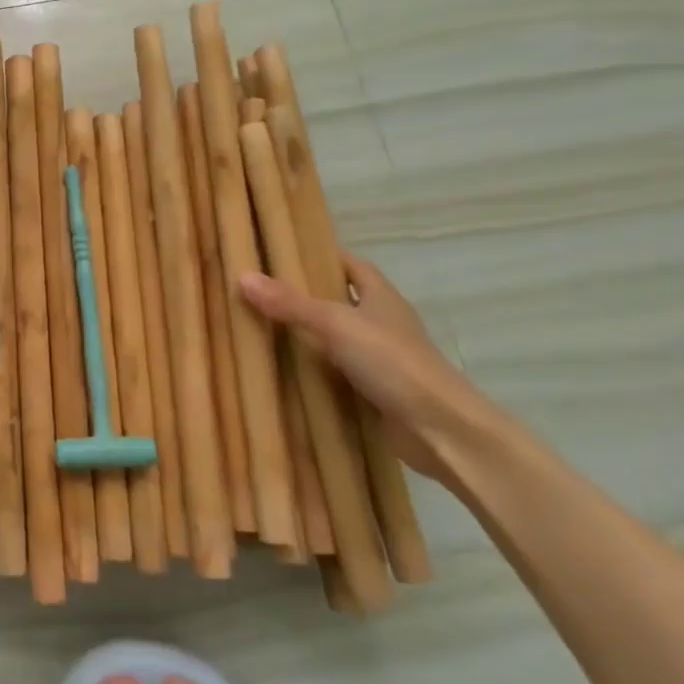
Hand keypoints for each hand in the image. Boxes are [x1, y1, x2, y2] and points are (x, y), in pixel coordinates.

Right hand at [239, 251, 491, 481]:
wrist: (442, 430)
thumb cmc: (394, 362)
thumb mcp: (336, 324)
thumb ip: (290, 303)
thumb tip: (242, 276)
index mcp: (382, 297)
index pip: (351, 265)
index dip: (323, 256)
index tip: (284, 253)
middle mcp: (383, 324)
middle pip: (340, 301)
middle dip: (305, 297)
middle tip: (259, 292)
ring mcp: (381, 360)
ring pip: (336, 340)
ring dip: (307, 337)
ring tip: (259, 329)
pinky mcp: (375, 393)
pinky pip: (336, 374)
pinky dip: (313, 372)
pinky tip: (282, 373)